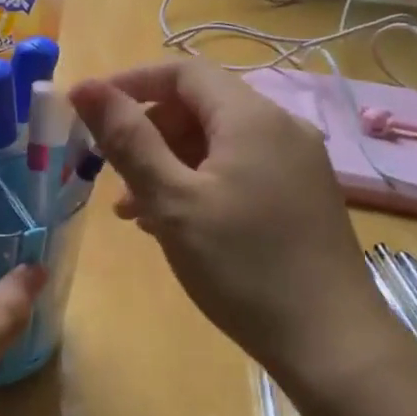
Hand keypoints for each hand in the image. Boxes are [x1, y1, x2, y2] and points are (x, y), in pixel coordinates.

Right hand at [68, 62, 399, 392]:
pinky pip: (239, 169)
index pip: (182, 72)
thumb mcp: (172, 200)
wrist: (331, 343)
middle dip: (148, 132)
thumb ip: (127, 139)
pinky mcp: (301, 196)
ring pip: (218, 142)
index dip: (131, 83)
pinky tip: (177, 225)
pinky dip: (200, 183)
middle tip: (112, 176)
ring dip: (170, 163)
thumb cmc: (242, 265)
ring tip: (135, 211)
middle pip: (200, 106)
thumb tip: (84, 86)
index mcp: (250, 117)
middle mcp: (280, 127)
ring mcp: (296, 163)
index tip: (90, 113)